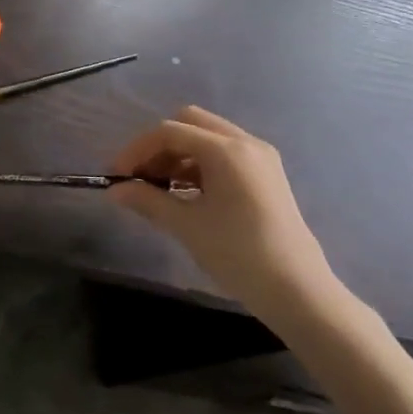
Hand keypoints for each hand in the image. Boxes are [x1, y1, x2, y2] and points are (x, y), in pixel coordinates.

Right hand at [109, 106, 345, 333]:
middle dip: (159, 145)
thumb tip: (114, 190)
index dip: (137, 149)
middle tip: (140, 177)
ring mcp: (260, 158)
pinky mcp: (266, 175)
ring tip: (159, 189)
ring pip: (207, 138)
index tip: (116, 175)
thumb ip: (147, 200)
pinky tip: (185, 194)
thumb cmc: (238, 254)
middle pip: (190, 123)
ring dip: (178, 155)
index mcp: (226, 150)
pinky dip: (199, 165)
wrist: (297, 290)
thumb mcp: (186, 226)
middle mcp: (245, 143)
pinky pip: (224, 155)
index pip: (170, 131)